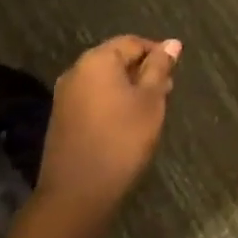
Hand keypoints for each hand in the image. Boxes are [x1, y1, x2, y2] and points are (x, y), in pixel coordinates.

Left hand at [36, 35, 181, 215]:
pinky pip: (93, 98)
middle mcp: (76, 71)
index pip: (133, 42)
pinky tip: (127, 123)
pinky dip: (112, 102)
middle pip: (116, 59)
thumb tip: (172, 43)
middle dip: (143, 71)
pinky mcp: (62, 119)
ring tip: (151, 108)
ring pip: (104, 80)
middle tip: (166, 92)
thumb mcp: (150, 101)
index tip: (175, 72)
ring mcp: (65, 96)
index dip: (157, 53)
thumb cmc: (121, 140)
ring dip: (128, 88)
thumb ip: (159, 68)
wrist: (76, 194)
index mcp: (97, 60)